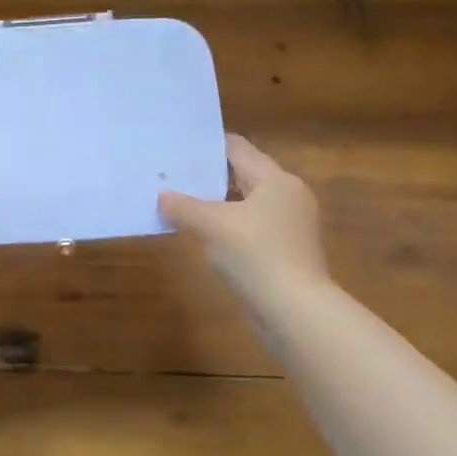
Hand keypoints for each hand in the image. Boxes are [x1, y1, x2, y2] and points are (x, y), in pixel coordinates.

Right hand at [159, 134, 329, 301]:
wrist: (294, 310)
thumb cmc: (256, 254)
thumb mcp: (212, 225)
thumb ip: (184, 207)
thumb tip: (162, 197)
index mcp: (276, 180)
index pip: (238, 148)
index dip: (208, 145)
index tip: (179, 147)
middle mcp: (288, 196)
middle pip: (244, 175)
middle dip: (209, 176)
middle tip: (174, 175)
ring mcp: (291, 226)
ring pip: (247, 204)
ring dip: (218, 204)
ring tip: (182, 203)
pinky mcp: (287, 252)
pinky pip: (251, 228)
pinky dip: (229, 227)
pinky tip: (204, 235)